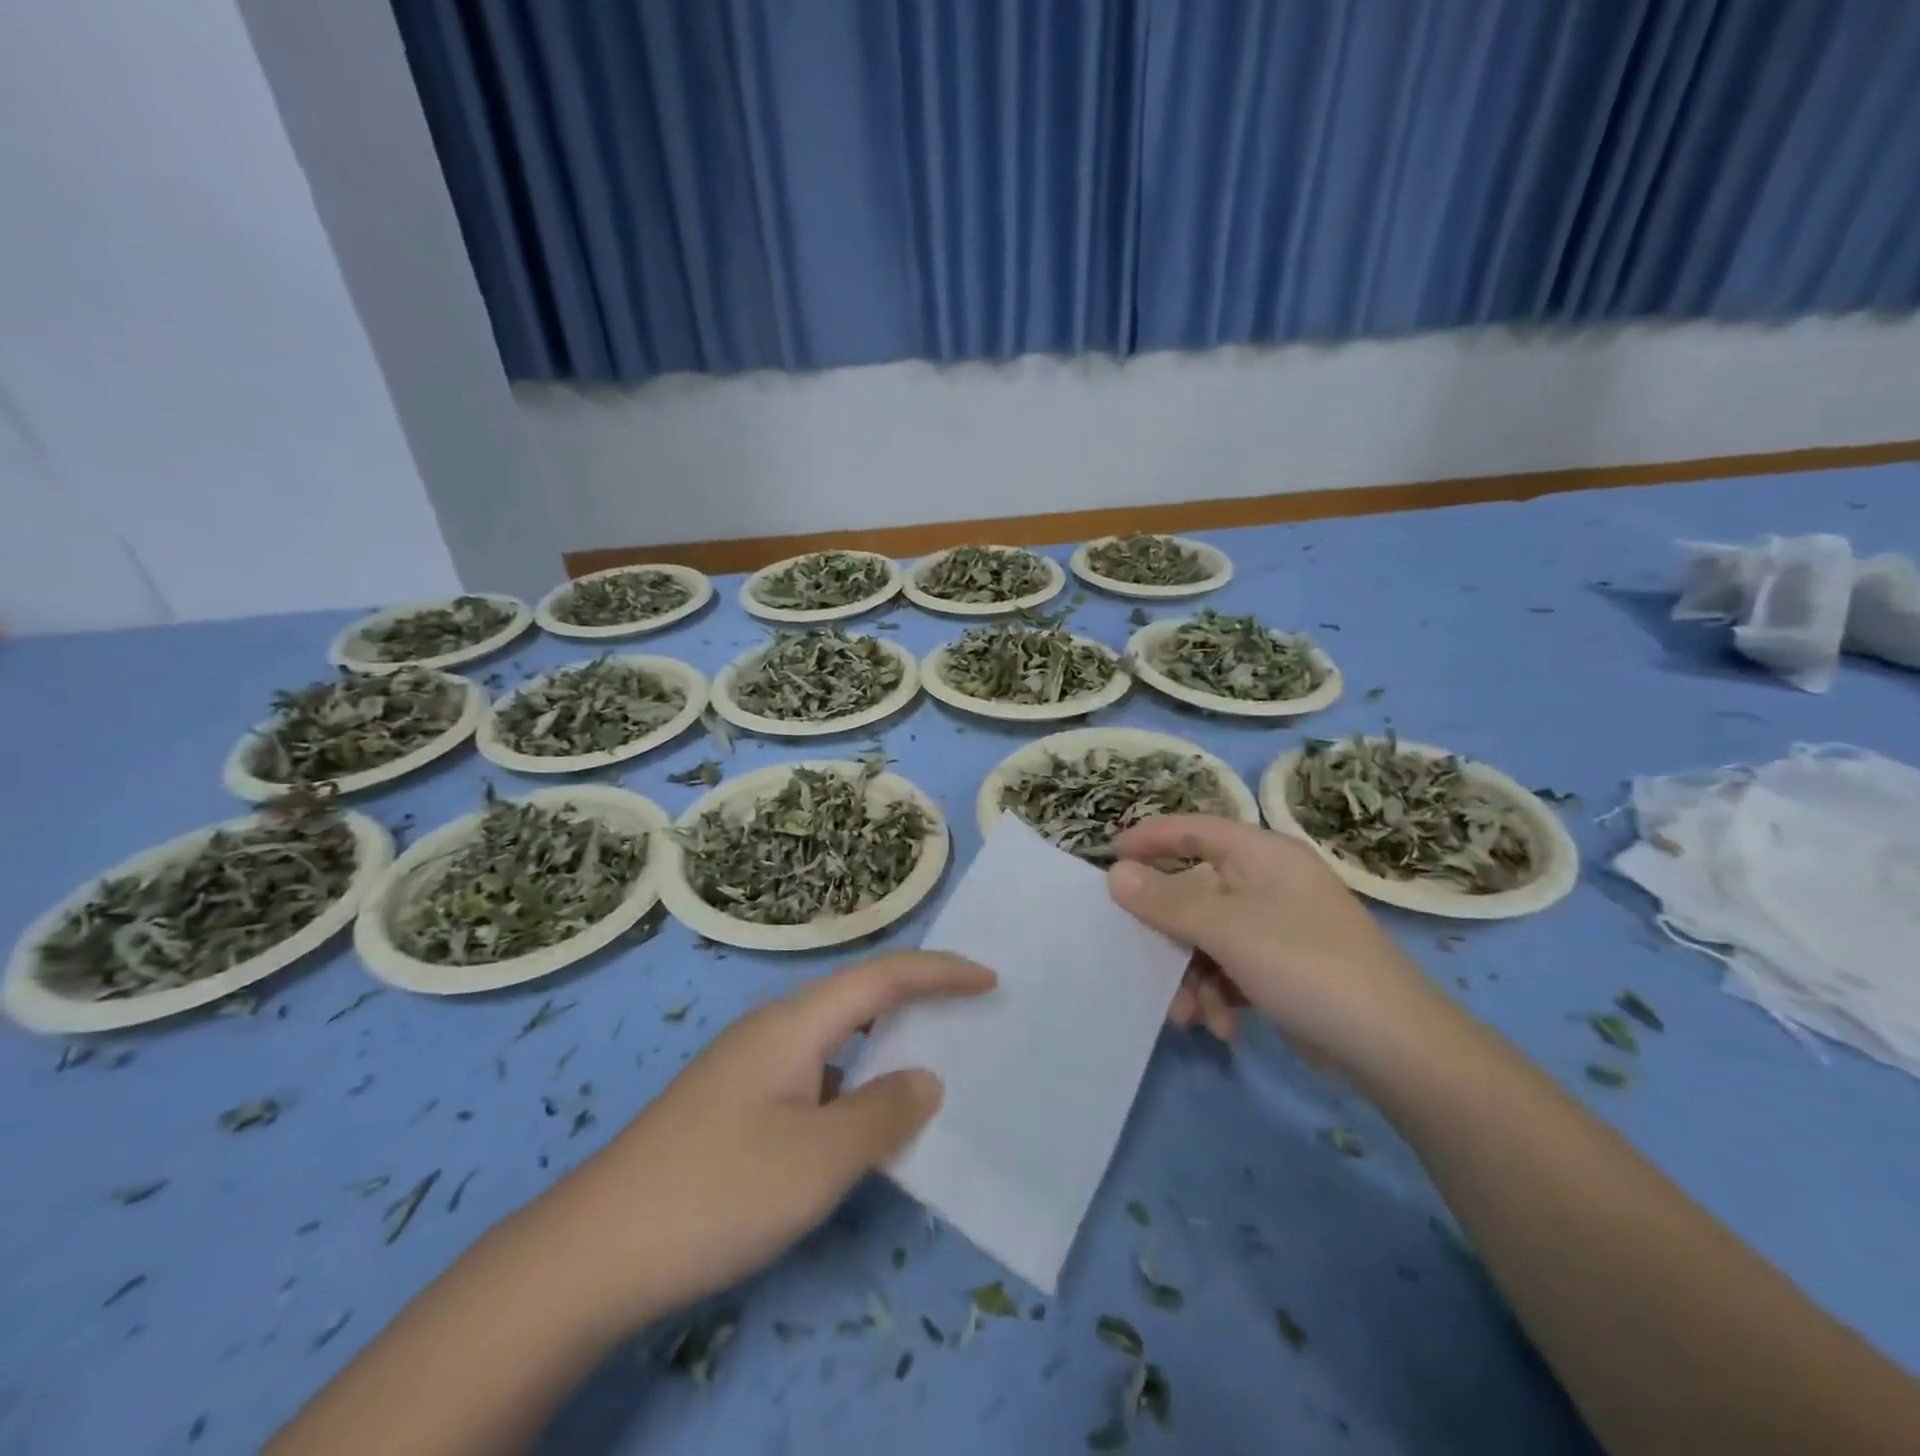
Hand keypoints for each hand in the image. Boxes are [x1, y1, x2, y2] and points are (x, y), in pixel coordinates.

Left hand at [557, 951, 994, 1326]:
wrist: (593, 1252)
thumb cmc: (717, 1192)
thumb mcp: (817, 1160)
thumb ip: (883, 1113)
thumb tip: (924, 1078)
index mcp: (794, 1023)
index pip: (881, 976)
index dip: (939, 971)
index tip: (989, 979)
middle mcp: (773, 1030)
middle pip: (858, 998)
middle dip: (917, 1000)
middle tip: (970, 1017)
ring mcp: (749, 1067)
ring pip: (835, 1040)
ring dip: (884, 1046)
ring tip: (931, 1066)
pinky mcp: (736, 1104)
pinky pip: (815, 1075)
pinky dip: (854, 1084)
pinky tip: (863, 1123)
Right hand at [1106, 815, 1447, 1071]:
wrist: (1396, 1047)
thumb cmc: (1306, 965)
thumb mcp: (1227, 929)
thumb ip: (1166, 901)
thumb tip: (1115, 874)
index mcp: (1261, 855)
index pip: (1194, 829)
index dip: (1149, 838)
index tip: (1107, 857)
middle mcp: (1269, 883)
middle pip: (1196, 892)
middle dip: (1169, 936)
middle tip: (1140, 961)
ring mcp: (1279, 926)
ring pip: (1209, 937)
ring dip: (1191, 976)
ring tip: (1188, 1017)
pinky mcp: (1285, 967)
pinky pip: (1232, 967)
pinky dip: (1219, 993)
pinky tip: (1224, 1027)